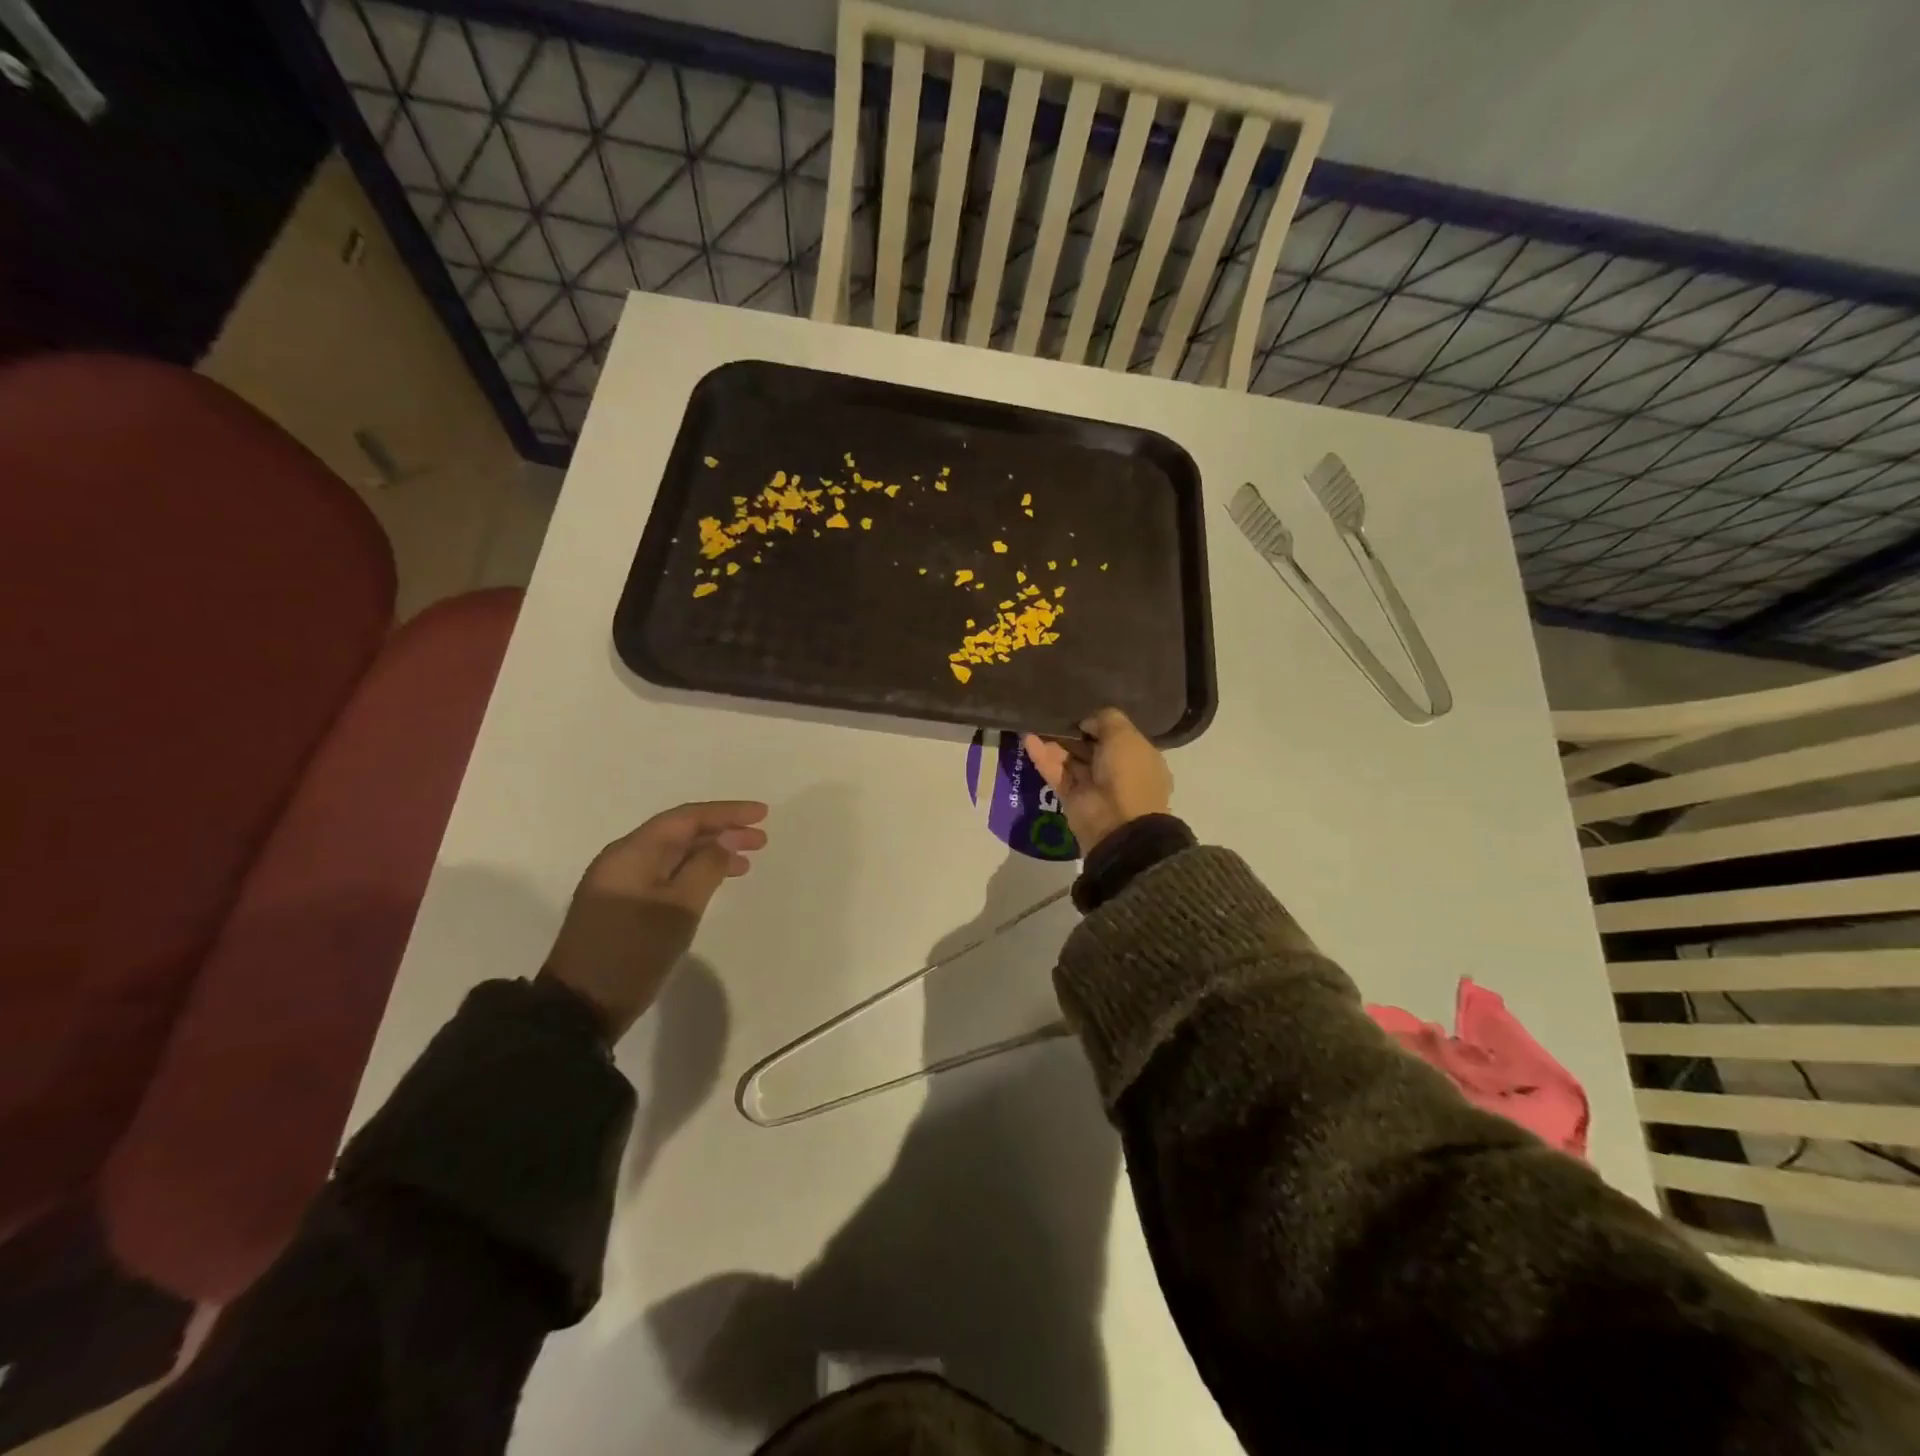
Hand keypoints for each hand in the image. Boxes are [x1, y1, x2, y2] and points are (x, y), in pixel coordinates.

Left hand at [541, 800, 767, 1040]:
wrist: (579, 1008)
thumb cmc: (633, 952)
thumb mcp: (678, 908)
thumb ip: (706, 868)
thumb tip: (724, 842)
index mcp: (632, 853)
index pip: (686, 818)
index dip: (727, 813)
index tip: (762, 814)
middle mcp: (623, 860)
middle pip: (679, 833)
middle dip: (722, 832)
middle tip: (761, 841)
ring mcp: (620, 884)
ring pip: (673, 856)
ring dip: (710, 854)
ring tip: (746, 864)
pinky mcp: (622, 907)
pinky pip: (665, 876)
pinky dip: (694, 874)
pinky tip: (713, 883)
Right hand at [1023, 708, 1172, 853]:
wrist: (1117, 823)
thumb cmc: (1128, 773)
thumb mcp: (1124, 736)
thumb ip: (1106, 720)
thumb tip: (1086, 722)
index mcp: (1140, 758)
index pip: (1119, 737)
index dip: (1101, 724)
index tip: (1081, 711)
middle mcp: (1118, 772)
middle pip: (1092, 747)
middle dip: (1074, 733)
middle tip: (1054, 713)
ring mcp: (1093, 786)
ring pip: (1071, 760)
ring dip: (1055, 742)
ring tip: (1036, 721)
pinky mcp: (1071, 797)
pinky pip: (1056, 773)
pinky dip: (1043, 757)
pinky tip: (1027, 738)